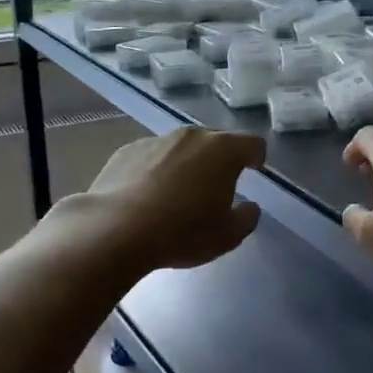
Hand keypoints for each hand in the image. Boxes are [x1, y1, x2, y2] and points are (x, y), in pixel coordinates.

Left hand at [76, 126, 265, 270]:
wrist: (115, 230)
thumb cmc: (182, 232)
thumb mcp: (228, 236)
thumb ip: (247, 217)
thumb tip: (249, 207)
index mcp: (222, 150)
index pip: (252, 143)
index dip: (257, 157)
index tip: (255, 170)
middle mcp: (191, 136)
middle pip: (215, 142)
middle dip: (220, 161)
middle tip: (216, 188)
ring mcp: (156, 140)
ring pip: (181, 148)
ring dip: (186, 165)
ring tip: (178, 195)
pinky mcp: (126, 151)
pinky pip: (151, 157)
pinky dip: (156, 171)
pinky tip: (147, 197)